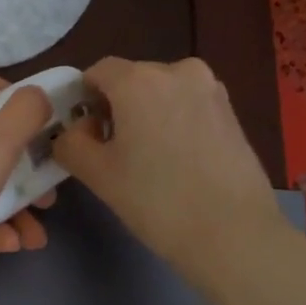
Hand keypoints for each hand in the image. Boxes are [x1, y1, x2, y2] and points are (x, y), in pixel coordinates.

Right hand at [53, 57, 283, 280]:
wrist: (234, 233)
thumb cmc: (157, 201)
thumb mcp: (97, 174)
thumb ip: (71, 143)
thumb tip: (75, 131)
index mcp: (139, 79)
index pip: (98, 72)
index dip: (84, 100)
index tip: (85, 134)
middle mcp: (177, 70)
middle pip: (132, 79)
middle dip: (117, 107)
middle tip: (114, 152)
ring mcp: (210, 88)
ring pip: (163, 92)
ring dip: (148, 114)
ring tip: (150, 159)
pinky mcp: (232, 110)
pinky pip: (189, 105)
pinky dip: (175, 122)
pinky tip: (179, 160)